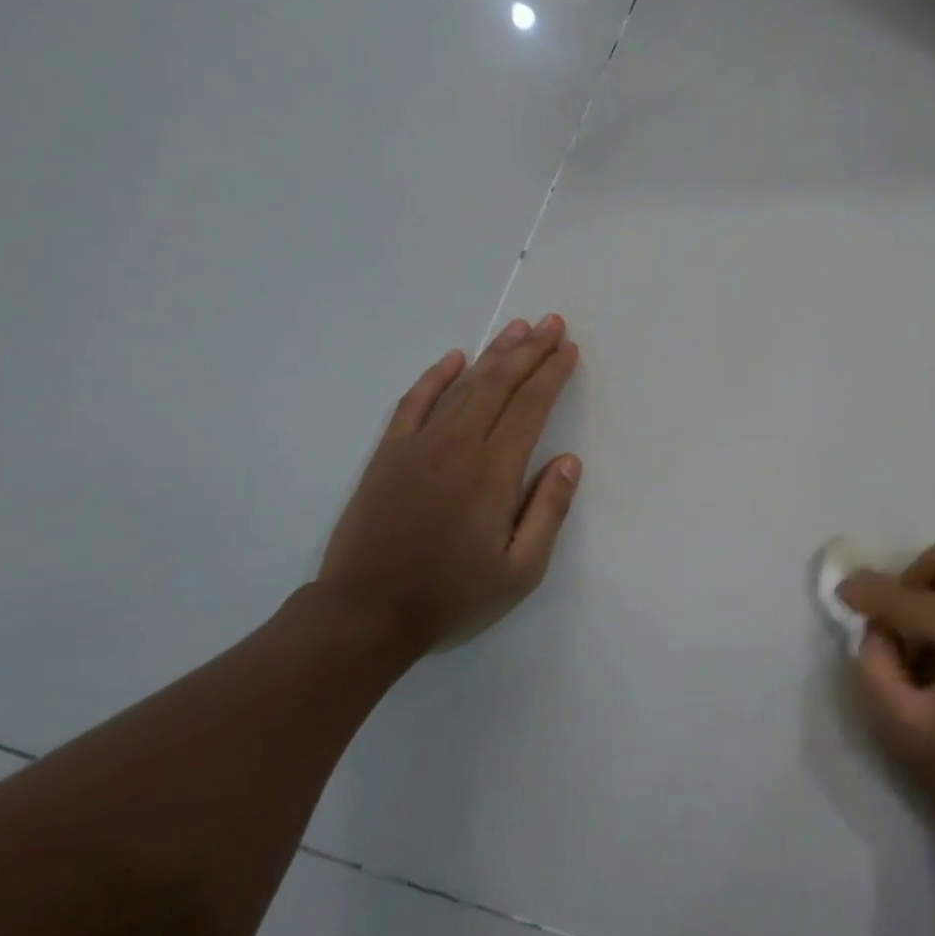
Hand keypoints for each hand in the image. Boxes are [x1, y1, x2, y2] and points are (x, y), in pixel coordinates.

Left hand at [316, 315, 581, 658]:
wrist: (366, 613)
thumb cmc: (453, 596)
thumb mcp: (521, 570)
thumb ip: (548, 512)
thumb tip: (568, 460)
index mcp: (494, 472)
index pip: (530, 407)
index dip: (552, 374)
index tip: (568, 348)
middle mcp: (458, 446)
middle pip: (499, 385)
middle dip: (529, 350)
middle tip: (552, 322)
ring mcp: (418, 446)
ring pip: (462, 386)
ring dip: (493, 354)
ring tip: (517, 328)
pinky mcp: (388, 455)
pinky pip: (414, 403)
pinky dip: (435, 377)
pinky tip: (454, 359)